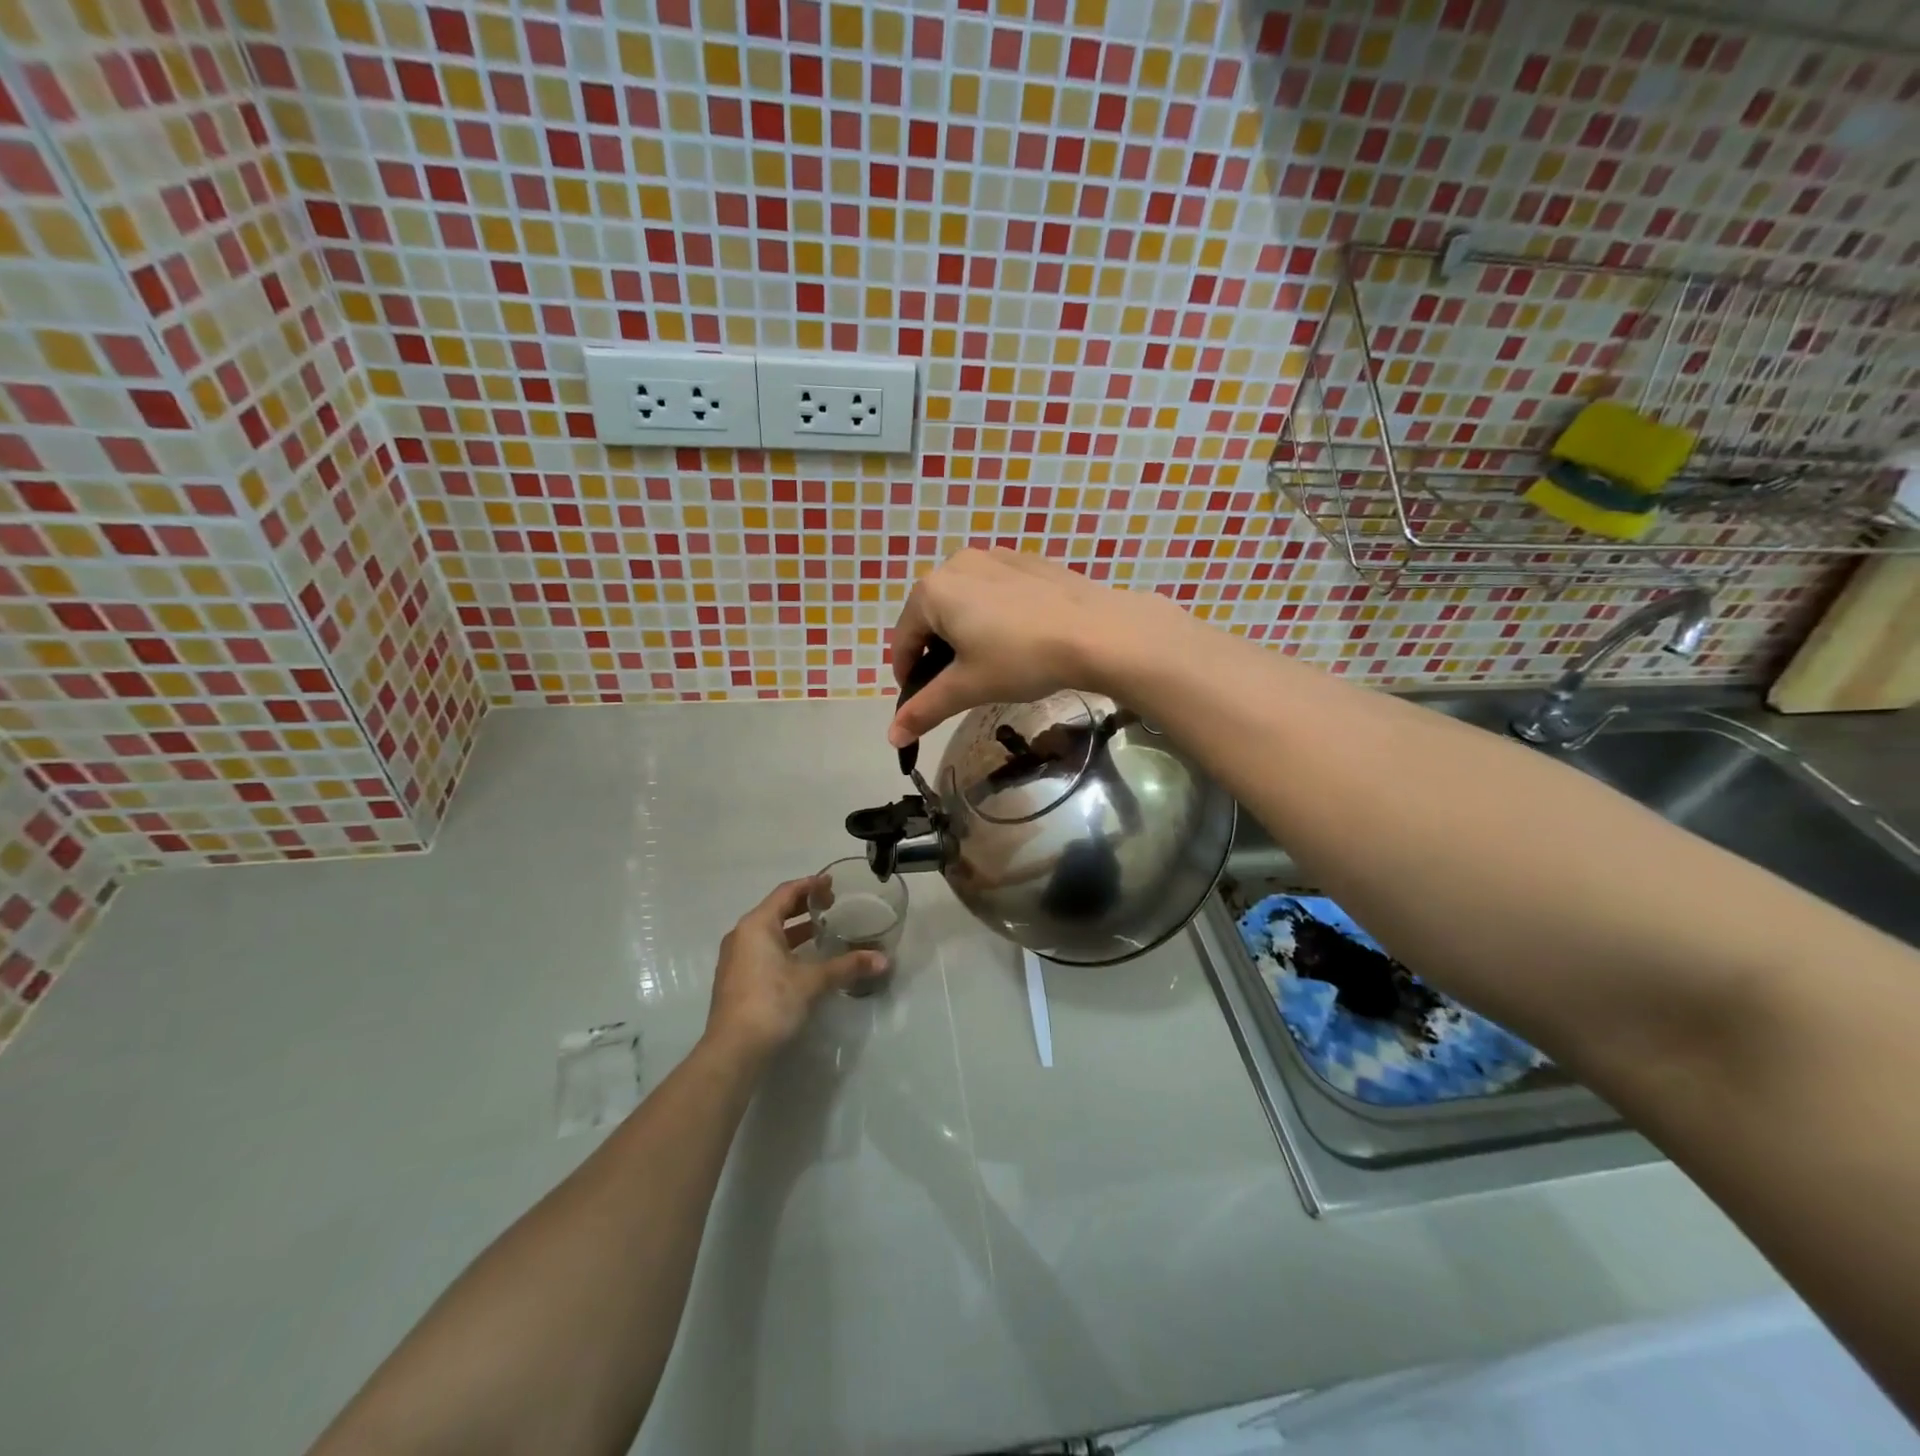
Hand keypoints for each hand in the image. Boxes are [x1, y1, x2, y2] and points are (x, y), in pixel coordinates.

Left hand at [703, 878, 885, 1062]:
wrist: (733, 1051)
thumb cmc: (771, 1003)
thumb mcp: (812, 981)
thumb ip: (847, 966)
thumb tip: (883, 959)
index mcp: (756, 925)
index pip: (786, 892)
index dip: (811, 885)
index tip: (833, 883)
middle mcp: (742, 935)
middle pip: (776, 910)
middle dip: (804, 905)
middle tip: (832, 904)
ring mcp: (736, 958)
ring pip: (769, 932)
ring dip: (794, 928)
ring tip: (823, 929)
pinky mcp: (737, 979)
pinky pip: (763, 950)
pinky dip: (785, 946)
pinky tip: (804, 959)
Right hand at [887, 548, 1186, 746]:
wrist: (1097, 631)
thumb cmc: (1021, 659)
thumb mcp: (968, 688)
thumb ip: (924, 709)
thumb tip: (893, 738)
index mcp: (931, 591)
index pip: (904, 641)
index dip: (907, 677)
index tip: (922, 703)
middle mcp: (956, 564)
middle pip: (931, 618)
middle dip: (937, 654)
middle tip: (960, 687)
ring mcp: (993, 556)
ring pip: (963, 602)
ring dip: (964, 634)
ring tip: (990, 664)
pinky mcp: (1026, 560)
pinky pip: (993, 591)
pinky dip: (992, 616)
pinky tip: (1018, 639)